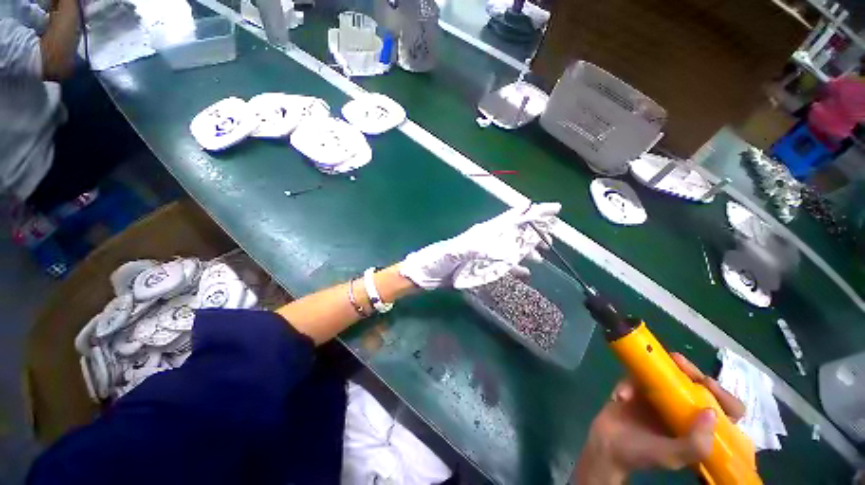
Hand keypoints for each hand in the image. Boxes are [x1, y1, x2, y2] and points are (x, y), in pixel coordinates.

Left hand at [400, 203, 560, 289]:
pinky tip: (526, 273)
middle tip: (554, 234)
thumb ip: (479, 249)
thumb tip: (506, 253)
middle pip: (517, 231)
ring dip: (528, 250)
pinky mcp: (482, 265)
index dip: (532, 212)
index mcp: (484, 232)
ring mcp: (486, 253)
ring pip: (513, 247)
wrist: (428, 274)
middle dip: (536, 230)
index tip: (553, 208)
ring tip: (544, 256)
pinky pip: (504, 265)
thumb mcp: (457, 252)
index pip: (512, 218)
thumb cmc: (439, 260)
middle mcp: (488, 239)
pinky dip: (515, 267)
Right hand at [574, 353, 745, 483]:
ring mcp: (660, 400)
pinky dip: (629, 382)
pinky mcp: (637, 390)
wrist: (605, 447)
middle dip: (690, 371)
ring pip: (669, 376)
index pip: (725, 412)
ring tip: (651, 361)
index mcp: (699, 430)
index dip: (723, 396)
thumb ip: (695, 443)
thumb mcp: (671, 456)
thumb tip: (711, 411)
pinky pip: (637, 378)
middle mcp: (684, 413)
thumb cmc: (641, 455)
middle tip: (678, 360)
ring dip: (662, 367)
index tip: (707, 383)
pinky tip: (622, 396)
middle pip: (697, 387)